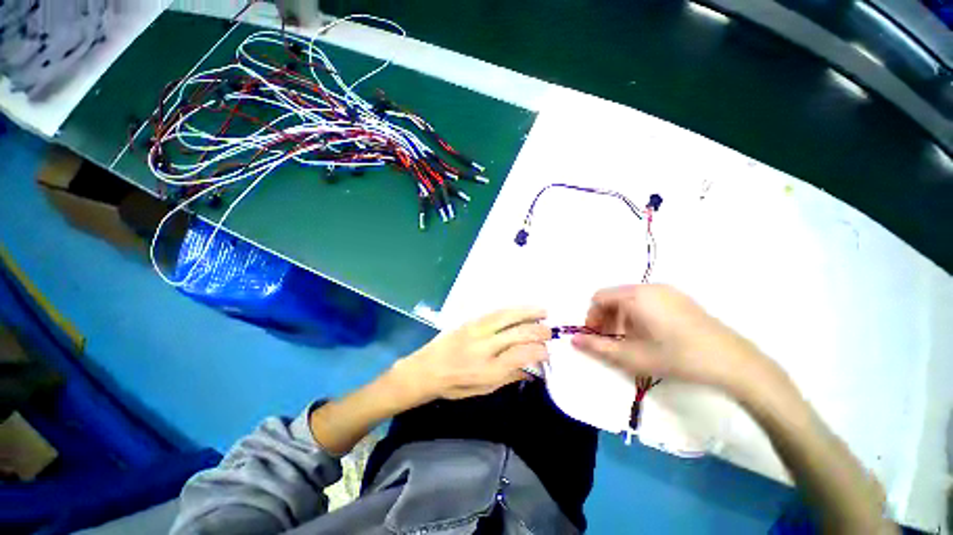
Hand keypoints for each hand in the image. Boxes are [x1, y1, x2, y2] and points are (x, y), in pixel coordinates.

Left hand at [393, 308, 550, 401]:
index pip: (521, 355)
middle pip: (518, 334)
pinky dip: (511, 309)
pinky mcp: (469, 321)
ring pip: (507, 317)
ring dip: (528, 312)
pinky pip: (495, 312)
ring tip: (543, 311)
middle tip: (550, 331)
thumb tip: (530, 370)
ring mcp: (476, 331)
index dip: (539, 351)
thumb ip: (507, 378)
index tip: (547, 351)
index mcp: (488, 370)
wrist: (425, 369)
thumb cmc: (453, 386)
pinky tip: (521, 309)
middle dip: (538, 331)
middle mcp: (484, 347)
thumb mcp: (482, 390)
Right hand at [572, 284, 770, 392]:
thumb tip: (573, 340)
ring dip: (622, 317)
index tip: (597, 337)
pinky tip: (651, 336)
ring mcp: (668, 291)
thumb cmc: (675, 357)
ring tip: (631, 341)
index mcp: (634, 296)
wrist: (732, 362)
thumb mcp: (631, 356)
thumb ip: (598, 347)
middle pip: (614, 297)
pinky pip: (648, 301)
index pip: (599, 298)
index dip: (592, 317)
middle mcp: (649, 287)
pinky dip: (639, 315)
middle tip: (611, 341)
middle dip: (606, 318)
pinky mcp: (682, 298)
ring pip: (631, 300)